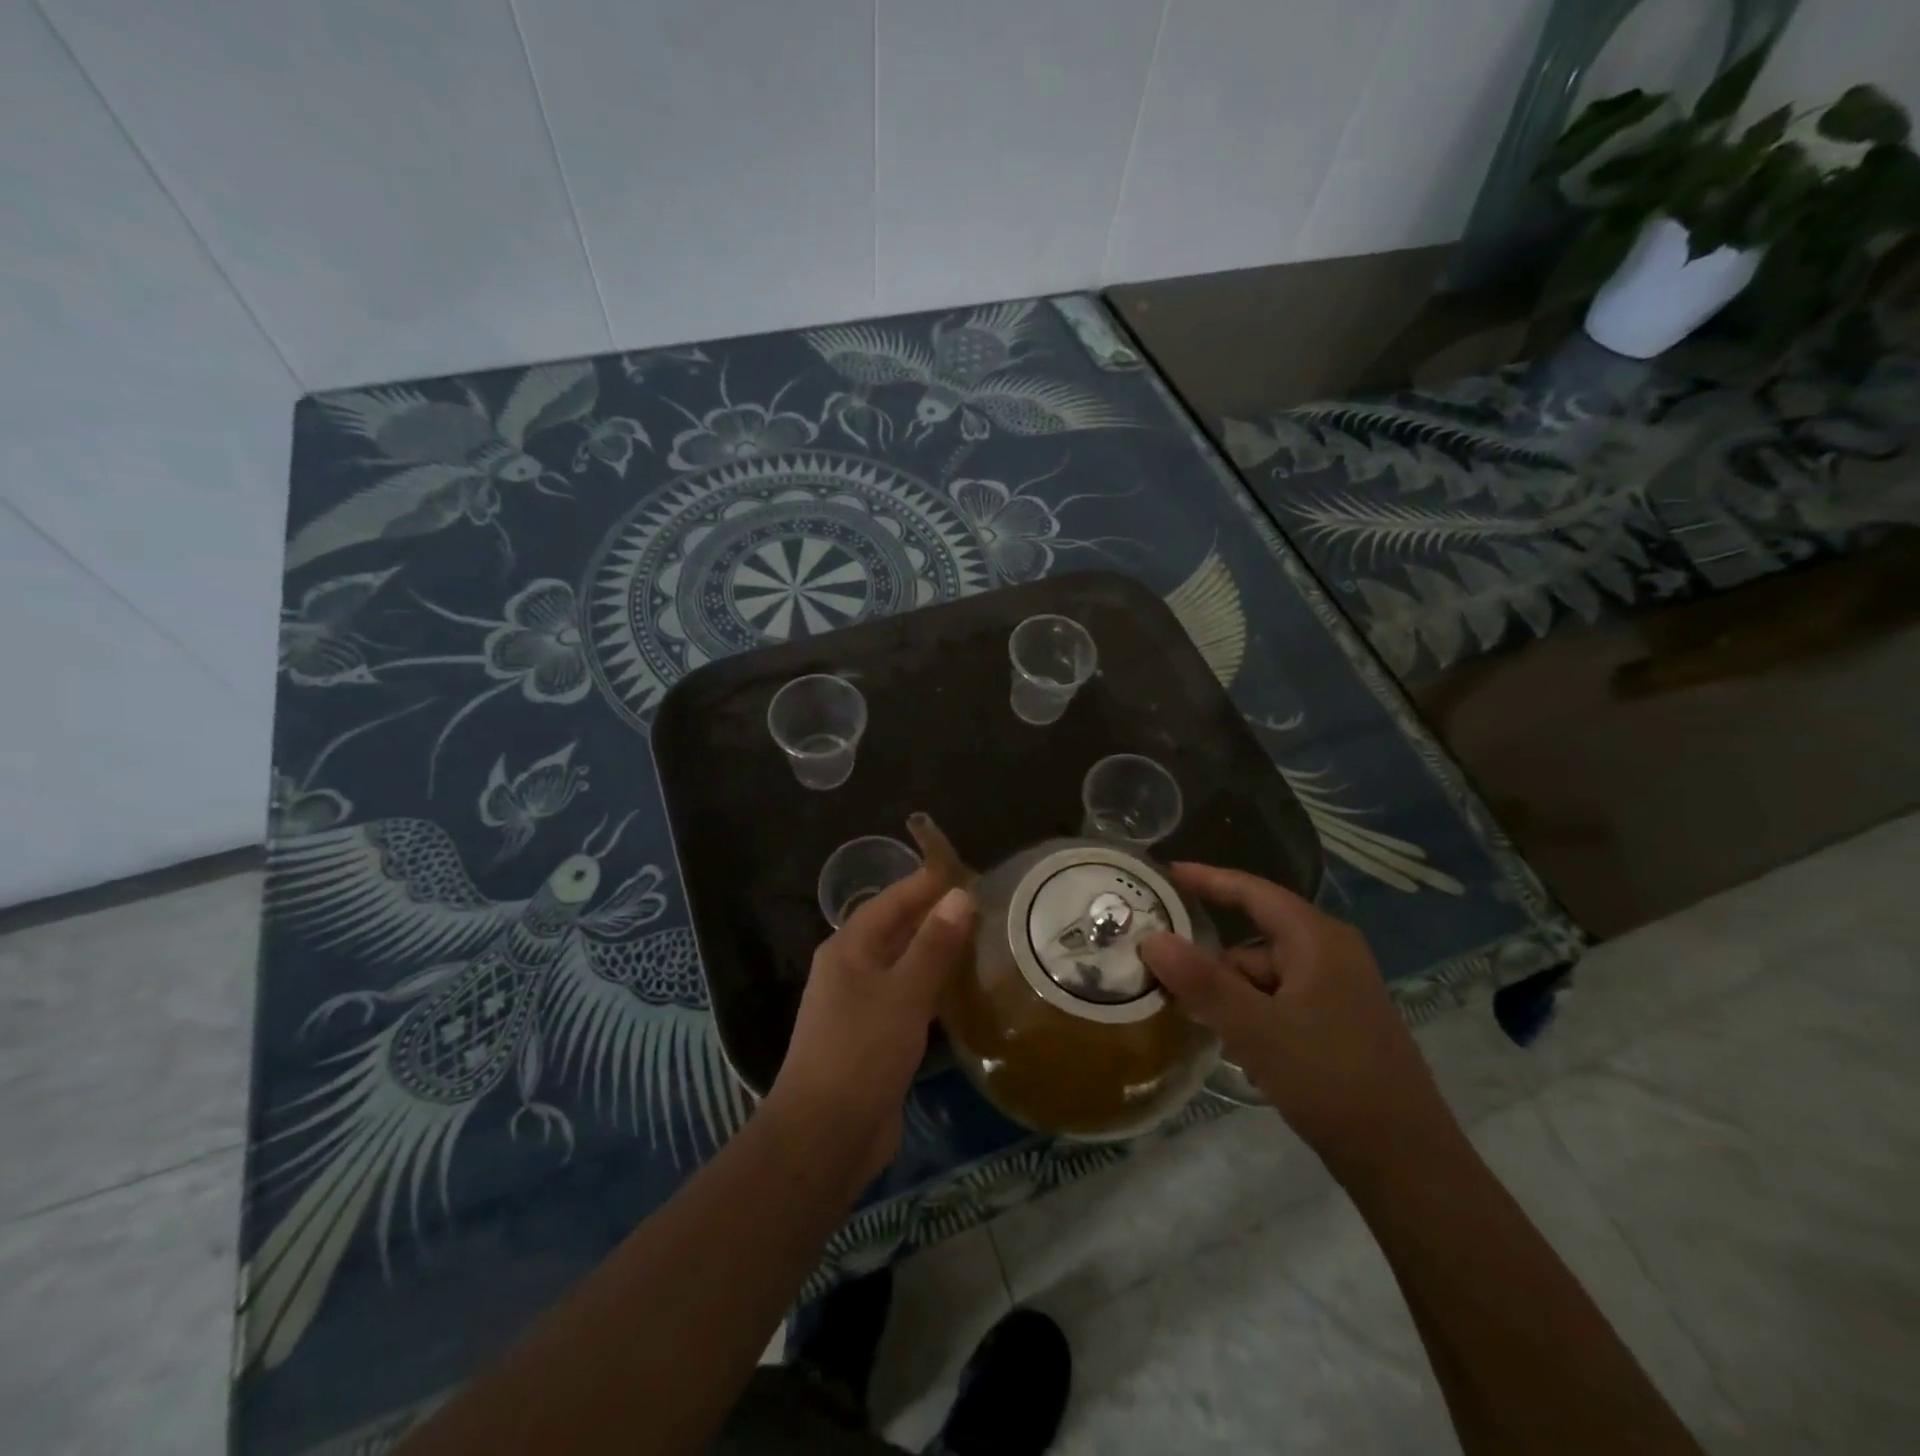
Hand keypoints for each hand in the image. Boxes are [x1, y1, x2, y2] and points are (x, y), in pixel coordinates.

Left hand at [770, 870, 973, 1185]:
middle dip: (937, 916)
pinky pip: (909, 998)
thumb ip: (934, 944)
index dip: (927, 883)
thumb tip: (961, 895)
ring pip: (905, 965)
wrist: (825, 1136)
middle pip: (898, 930)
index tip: (968, 869)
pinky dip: (935, 989)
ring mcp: (862, 1005)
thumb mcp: (903, 992)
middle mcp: (852, 969)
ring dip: (938, 953)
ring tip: (984, 940)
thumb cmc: (861, 1052)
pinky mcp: (876, 1038)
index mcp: (849, 948)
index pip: (892, 900)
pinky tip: (965, 991)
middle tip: (987, 905)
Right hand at [1139, 863, 1458, 1187]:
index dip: (1208, 878)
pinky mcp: (1338, 1023)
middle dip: (1210, 959)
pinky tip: (1235, 1047)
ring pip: (1264, 976)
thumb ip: (1201, 981)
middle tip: (1161, 972)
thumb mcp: (1256, 1029)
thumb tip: (1151, 939)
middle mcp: (1330, 954)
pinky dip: (1252, 1015)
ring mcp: (1337, 991)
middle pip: (1253, 940)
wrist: (1406, 1162)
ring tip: (1193, 1020)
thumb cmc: (1330, 1079)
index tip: (1165, 873)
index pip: (1253, 891)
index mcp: (1318, 939)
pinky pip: (1280, 1002)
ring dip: (1229, 995)